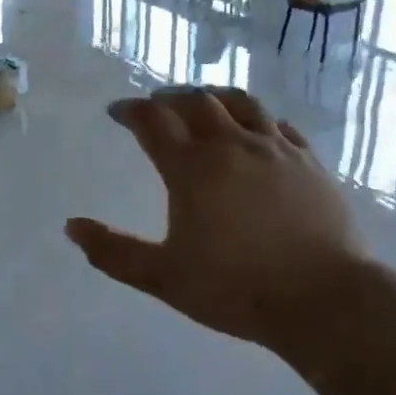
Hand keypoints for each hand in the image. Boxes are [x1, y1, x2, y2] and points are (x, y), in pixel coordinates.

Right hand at [65, 87, 369, 351]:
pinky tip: (256, 127)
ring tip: (202, 100)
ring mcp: (275, 148)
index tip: (118, 111)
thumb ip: (113, 252)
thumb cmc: (236, 289)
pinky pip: (279, 124)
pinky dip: (257, 118)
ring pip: (240, 102)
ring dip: (213, 96)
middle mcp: (231, 145)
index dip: (131, 111)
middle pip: (195, 101)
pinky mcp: (309, 160)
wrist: (324, 298)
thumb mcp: (164, 277)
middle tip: (156, 105)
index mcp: (192, 168)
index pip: (153, 121)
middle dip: (169, 98)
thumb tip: (71, 227)